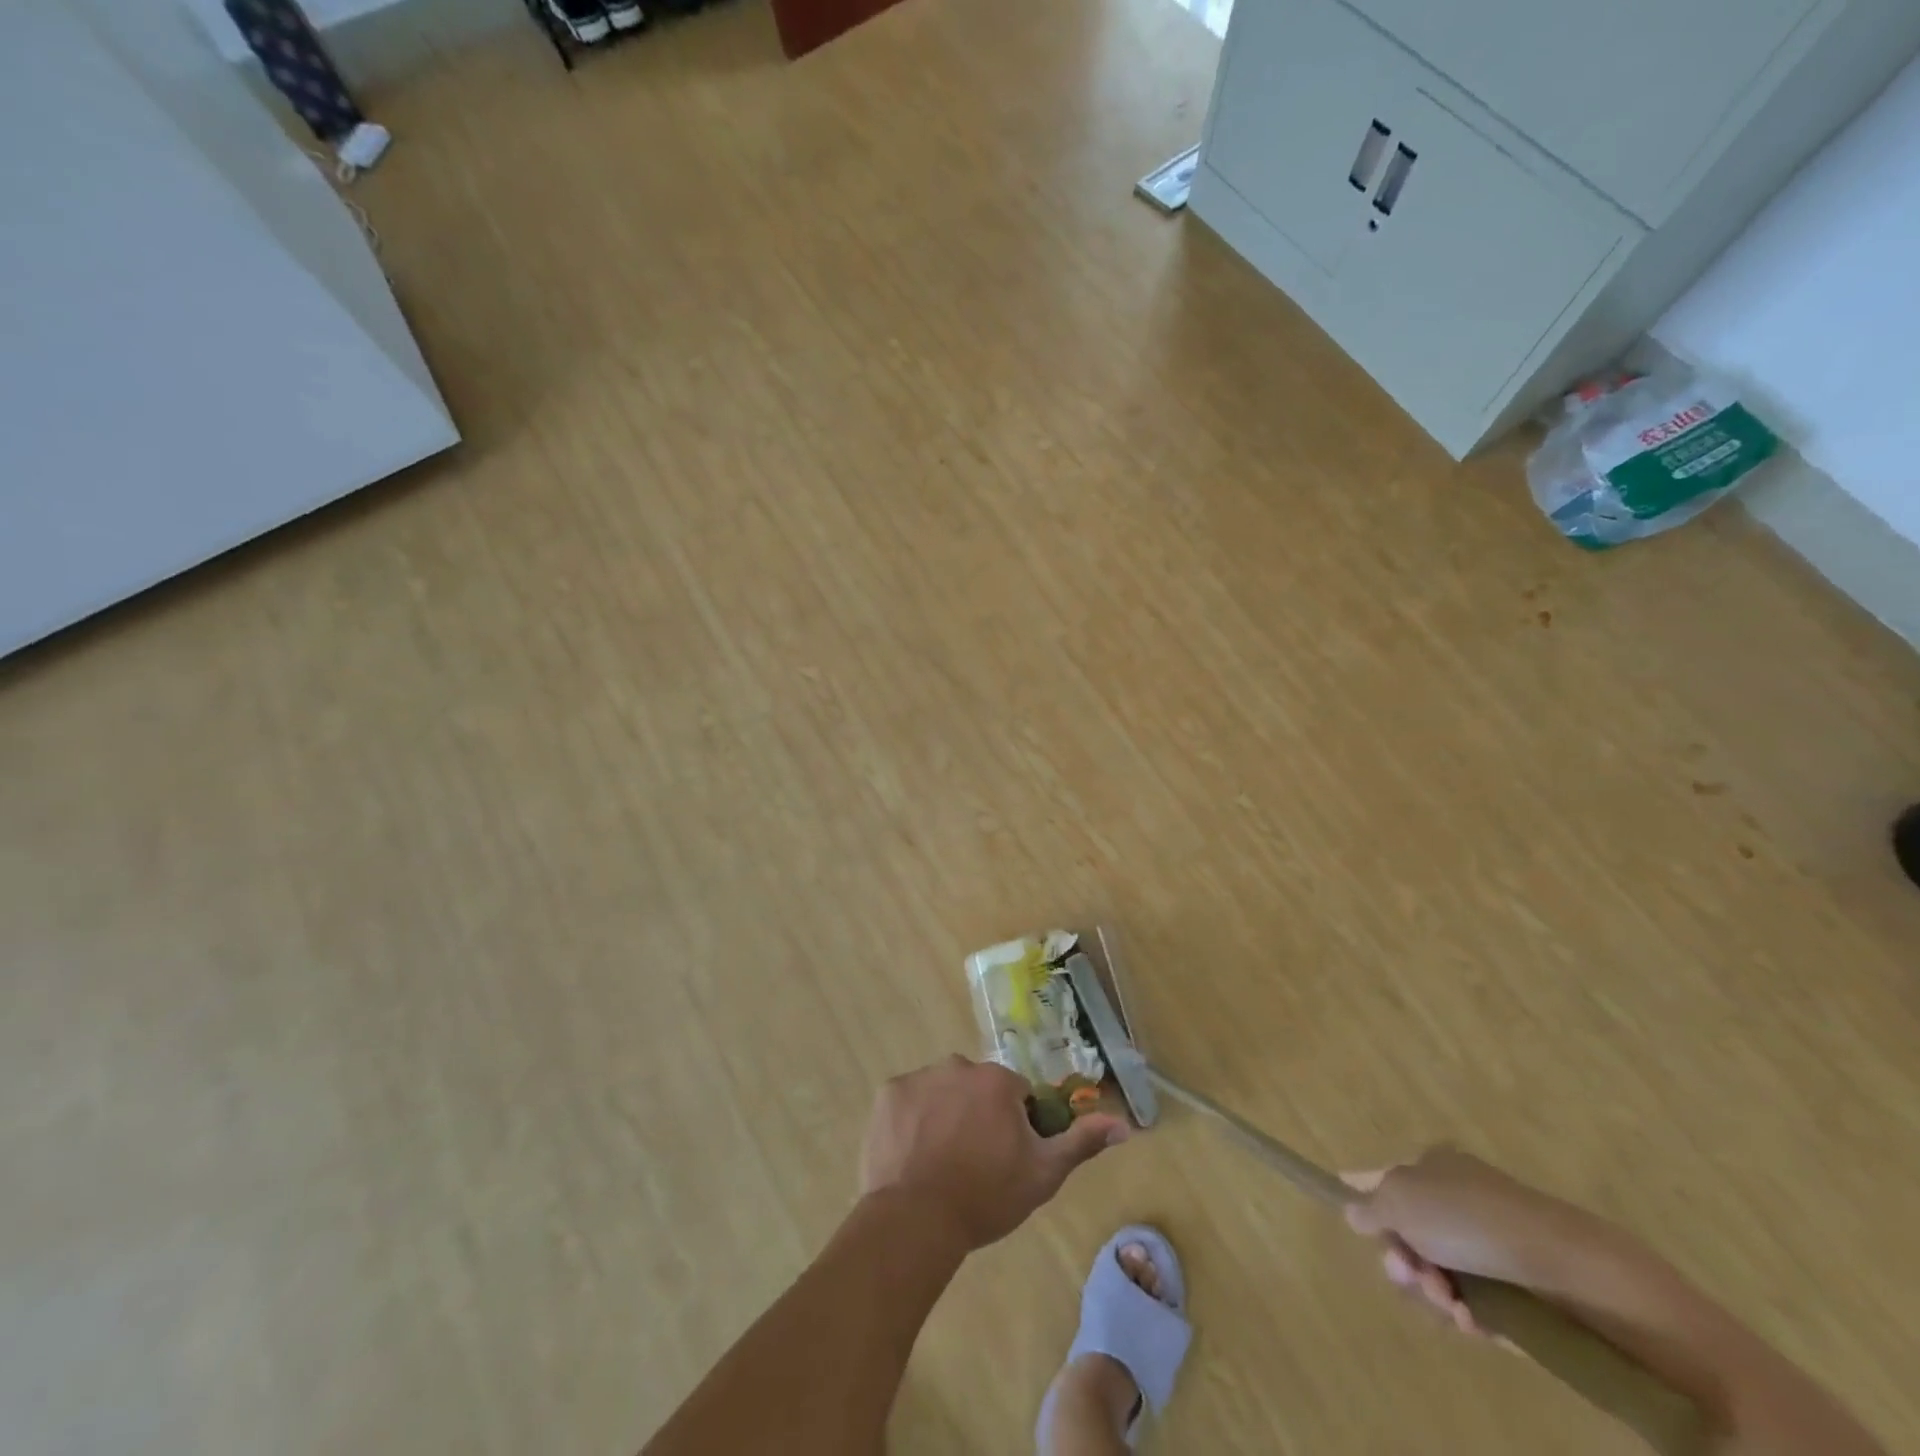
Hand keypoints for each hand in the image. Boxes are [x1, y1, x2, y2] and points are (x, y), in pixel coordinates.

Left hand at [860, 1056, 1128, 1250]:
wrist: (917, 1219)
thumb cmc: (986, 1196)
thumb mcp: (1043, 1174)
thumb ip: (1081, 1142)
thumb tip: (1124, 1124)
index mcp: (998, 1081)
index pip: (1015, 1095)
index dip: (1014, 1125)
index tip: (1005, 1158)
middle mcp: (959, 1065)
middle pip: (976, 1088)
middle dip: (978, 1115)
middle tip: (972, 1162)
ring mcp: (920, 1077)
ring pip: (941, 1092)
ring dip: (945, 1115)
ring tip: (940, 1162)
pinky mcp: (888, 1094)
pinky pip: (907, 1101)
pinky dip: (912, 1121)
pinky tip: (913, 1154)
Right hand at [1341, 1148, 1600, 1333]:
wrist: (1565, 1266)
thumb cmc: (1468, 1218)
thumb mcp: (1400, 1201)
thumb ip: (1370, 1208)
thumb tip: (1353, 1212)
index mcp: (1430, 1168)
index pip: (1383, 1178)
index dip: (1361, 1194)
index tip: (1348, 1216)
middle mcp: (1455, 1199)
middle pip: (1408, 1234)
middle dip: (1403, 1261)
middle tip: (1409, 1275)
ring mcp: (1486, 1244)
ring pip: (1438, 1273)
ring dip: (1434, 1292)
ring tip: (1451, 1304)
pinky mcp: (1514, 1287)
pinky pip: (1475, 1303)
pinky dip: (1468, 1315)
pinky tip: (1474, 1322)